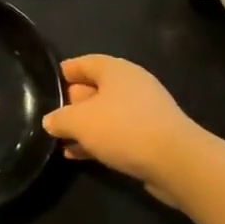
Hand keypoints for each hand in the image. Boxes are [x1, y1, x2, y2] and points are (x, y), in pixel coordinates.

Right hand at [42, 55, 203, 199]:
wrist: (176, 161)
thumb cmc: (122, 129)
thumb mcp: (78, 122)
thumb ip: (59, 119)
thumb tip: (51, 121)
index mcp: (115, 70)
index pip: (84, 62)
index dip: (64, 72)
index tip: (48, 83)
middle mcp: (132, 84)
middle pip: (96, 88)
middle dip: (73, 102)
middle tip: (53, 117)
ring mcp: (145, 110)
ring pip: (107, 113)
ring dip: (86, 126)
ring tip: (63, 141)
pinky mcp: (154, 134)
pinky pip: (119, 132)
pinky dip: (100, 140)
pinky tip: (82, 155)